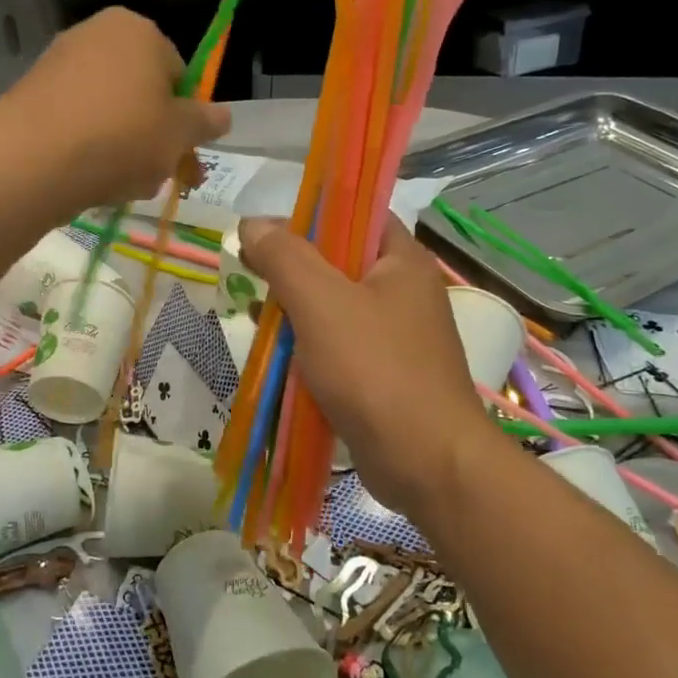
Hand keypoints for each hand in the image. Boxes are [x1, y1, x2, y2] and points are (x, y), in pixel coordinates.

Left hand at [0, 8, 229, 211]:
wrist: (33, 158)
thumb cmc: (122, 135)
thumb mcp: (179, 133)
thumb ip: (205, 122)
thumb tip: (223, 115)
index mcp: (139, 30)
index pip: (179, 73)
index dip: (186, 117)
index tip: (186, 153)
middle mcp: (97, 35)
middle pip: (142, 94)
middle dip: (155, 137)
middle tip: (161, 177)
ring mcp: (59, 64)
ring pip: (110, 113)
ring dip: (125, 150)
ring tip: (125, 185)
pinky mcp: (32, 97)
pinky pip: (77, 124)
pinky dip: (90, 149)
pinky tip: (92, 180)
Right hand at [239, 216, 497, 518]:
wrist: (425, 462)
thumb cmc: (375, 370)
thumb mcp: (321, 303)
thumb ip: (285, 257)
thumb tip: (252, 223)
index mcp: (401, 261)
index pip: (356, 214)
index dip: (311, 215)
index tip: (267, 231)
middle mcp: (402, 291)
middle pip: (338, 261)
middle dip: (292, 267)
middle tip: (251, 273)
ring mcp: (394, 335)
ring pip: (333, 306)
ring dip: (294, 308)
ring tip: (255, 313)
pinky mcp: (381, 373)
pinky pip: (337, 344)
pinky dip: (307, 344)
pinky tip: (276, 353)